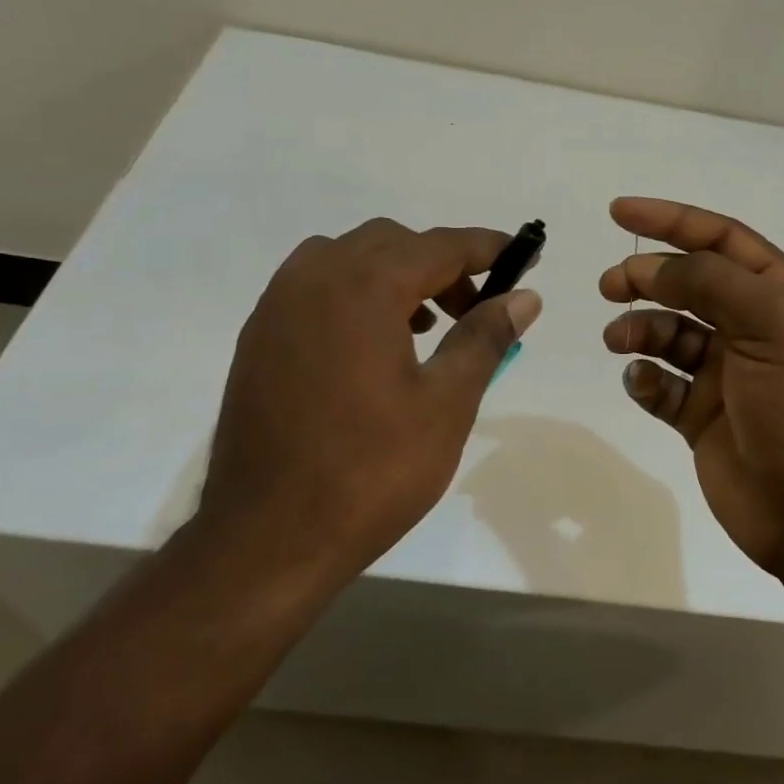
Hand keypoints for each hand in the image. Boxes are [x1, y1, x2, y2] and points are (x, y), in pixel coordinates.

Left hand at [201, 218, 541, 592]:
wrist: (267, 539)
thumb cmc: (371, 471)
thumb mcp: (446, 404)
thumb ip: (484, 337)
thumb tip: (524, 296)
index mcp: (363, 288)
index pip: (439, 246)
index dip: (488, 248)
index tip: (524, 256)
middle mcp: (314, 279)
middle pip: (392, 243)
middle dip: (442, 265)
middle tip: (475, 309)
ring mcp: (277, 307)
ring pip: (348, 259)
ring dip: (395, 276)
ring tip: (425, 329)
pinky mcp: (258, 338)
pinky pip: (315, 287)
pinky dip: (355, 294)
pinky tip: (373, 348)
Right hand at [600, 198, 783, 577]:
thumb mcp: (771, 324)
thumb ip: (710, 282)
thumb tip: (652, 266)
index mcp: (782, 296)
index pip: (722, 239)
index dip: (672, 220)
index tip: (619, 212)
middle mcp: (755, 328)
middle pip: (689, 284)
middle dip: (647, 277)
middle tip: (610, 286)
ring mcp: (727, 374)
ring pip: (670, 333)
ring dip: (641, 329)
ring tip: (619, 340)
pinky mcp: (702, 417)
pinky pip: (662, 385)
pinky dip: (646, 378)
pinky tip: (644, 383)